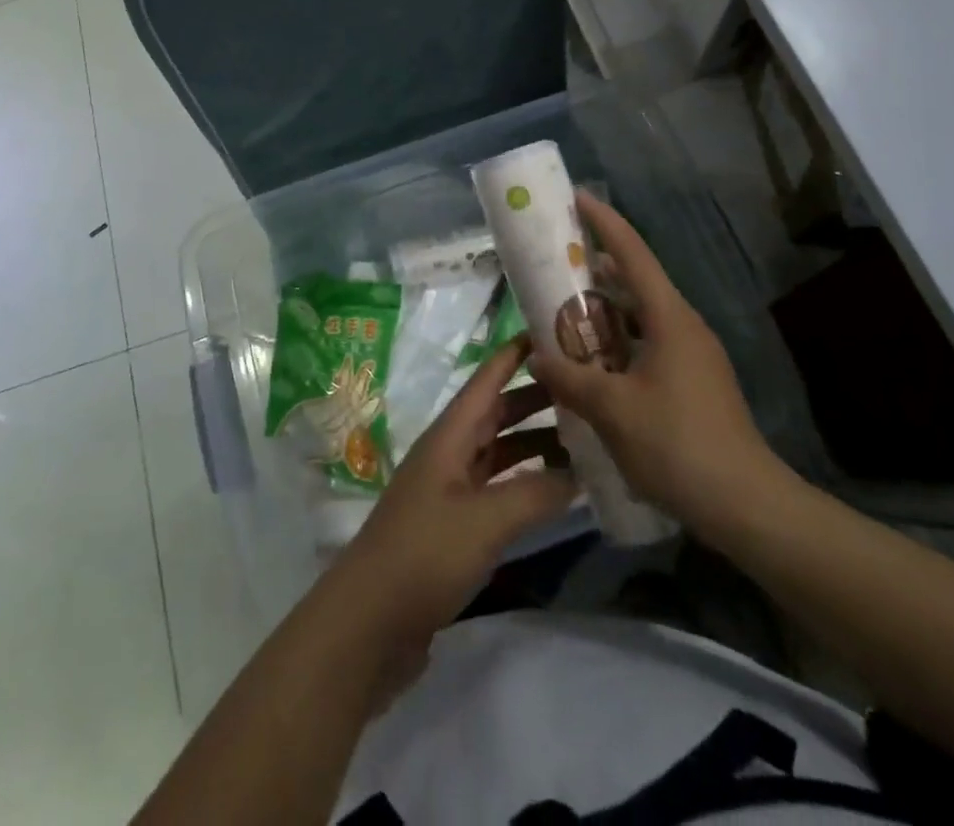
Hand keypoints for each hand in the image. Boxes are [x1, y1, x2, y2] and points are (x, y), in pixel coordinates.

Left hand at [329, 339, 576, 648]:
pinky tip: (555, 492)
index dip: (514, 353)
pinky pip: (496, 489)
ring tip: (582, 438)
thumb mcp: (485, 519)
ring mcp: (450, 490)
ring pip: (498, 451)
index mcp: (449, 436)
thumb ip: (534, 492)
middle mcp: (449, 453)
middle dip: (535, 398)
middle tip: (584, 387)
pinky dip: (525, 483)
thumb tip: (578, 472)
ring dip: (534, 442)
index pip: (486, 380)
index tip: (552, 331)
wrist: (369, 622)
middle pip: (496, 413)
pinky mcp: (453, 526)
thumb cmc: (424, 554)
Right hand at [526, 191, 787, 530]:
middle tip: (556, 265)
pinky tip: (594, 366)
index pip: (632, 254)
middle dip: (597, 270)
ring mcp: (694, 356)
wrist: (746, 505)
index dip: (605, 222)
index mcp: (669, 318)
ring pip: (642, 318)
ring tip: (565, 315)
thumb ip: (570, 378)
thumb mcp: (612, 409)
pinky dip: (619, 344)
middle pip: (637, 282)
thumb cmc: (677, 444)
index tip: (578, 198)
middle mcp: (684, 326)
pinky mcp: (695, 384)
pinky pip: (649, 346)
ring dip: (606, 312)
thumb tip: (537, 358)